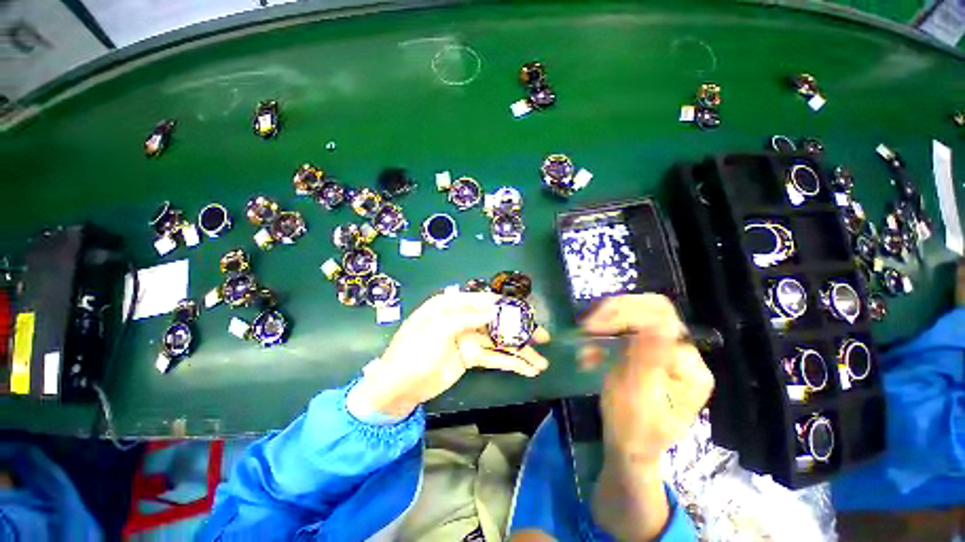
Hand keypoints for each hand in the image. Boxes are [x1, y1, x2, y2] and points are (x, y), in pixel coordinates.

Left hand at [350, 292, 549, 417]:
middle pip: (496, 321)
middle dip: (519, 329)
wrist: (397, 388)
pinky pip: (493, 357)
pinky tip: (527, 369)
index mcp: (451, 304)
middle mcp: (463, 318)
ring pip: (498, 341)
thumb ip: (466, 317)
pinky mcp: (471, 357)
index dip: (507, 306)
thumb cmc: (413, 352)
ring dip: (519, 351)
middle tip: (543, 337)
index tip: (528, 314)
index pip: (484, 300)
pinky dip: (510, 362)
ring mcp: (468, 338)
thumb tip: (494, 310)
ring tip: (541, 361)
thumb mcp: (437, 329)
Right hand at [583, 294, 713, 468]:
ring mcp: (664, 349)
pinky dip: (603, 332)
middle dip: (616, 312)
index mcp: (690, 368)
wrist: (628, 448)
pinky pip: (624, 327)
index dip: (627, 315)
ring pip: (637, 314)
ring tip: (585, 338)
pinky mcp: (645, 349)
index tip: (592, 327)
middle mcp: (682, 353)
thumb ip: (648, 362)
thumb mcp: (637, 400)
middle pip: (653, 310)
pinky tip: (589, 349)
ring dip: (606, 322)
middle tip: (588, 325)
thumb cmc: (632, 431)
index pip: (664, 322)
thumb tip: (658, 325)